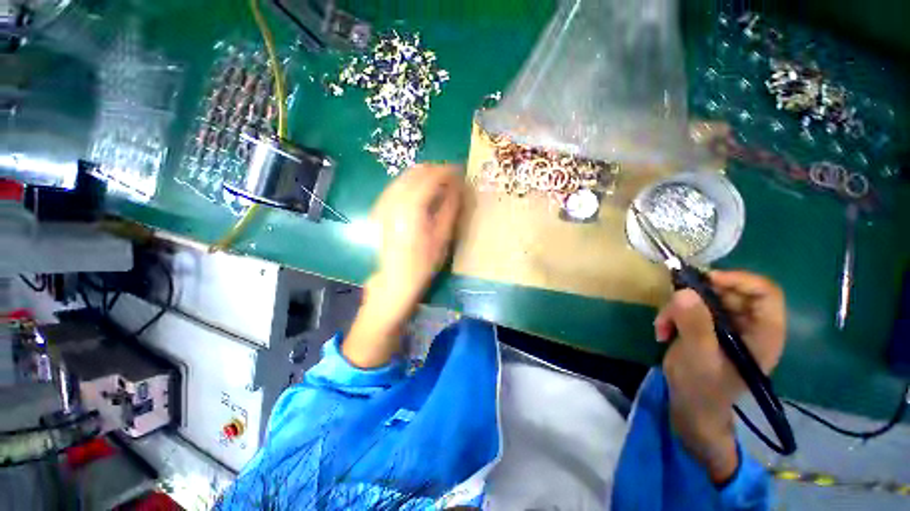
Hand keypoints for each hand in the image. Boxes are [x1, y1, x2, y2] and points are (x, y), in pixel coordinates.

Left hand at [368, 164, 463, 320]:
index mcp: (411, 208)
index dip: (447, 171)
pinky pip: (396, 185)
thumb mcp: (442, 237)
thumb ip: (450, 208)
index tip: (461, 170)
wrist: (396, 279)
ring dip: (423, 174)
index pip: (431, 178)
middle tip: (452, 176)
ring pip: (404, 177)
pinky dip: (410, 182)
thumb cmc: (423, 263)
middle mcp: (395, 201)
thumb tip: (458, 186)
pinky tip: (420, 190)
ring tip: (439, 181)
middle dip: (435, 169)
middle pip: (416, 172)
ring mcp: (384, 204)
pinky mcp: (381, 209)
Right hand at [654, 271, 785, 483]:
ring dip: (677, 307)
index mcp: (763, 334)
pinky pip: (689, 307)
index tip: (706, 279)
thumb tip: (684, 291)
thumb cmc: (703, 388)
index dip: (739, 280)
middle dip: (696, 296)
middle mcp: (749, 325)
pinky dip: (672, 314)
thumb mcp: (698, 358)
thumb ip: (695, 325)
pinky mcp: (707, 326)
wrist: (691, 405)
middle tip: (673, 303)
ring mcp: (727, 325)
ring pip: (704, 298)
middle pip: (729, 291)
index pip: (765, 293)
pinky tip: (662, 330)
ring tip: (662, 325)